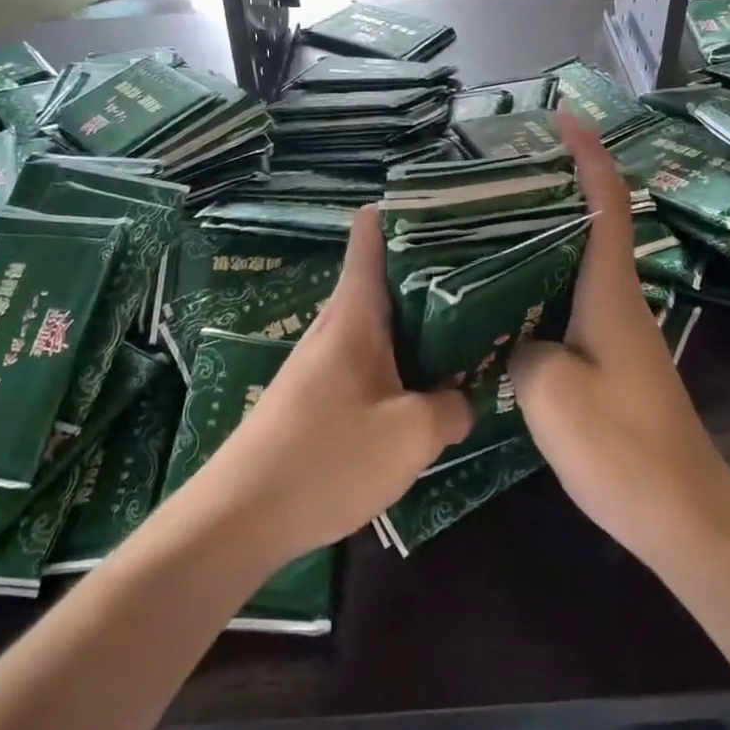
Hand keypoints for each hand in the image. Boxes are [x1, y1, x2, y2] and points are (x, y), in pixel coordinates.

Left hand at [193, 208, 472, 561]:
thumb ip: (451, 408)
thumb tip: (462, 399)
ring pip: (381, 320)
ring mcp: (325, 359)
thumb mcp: (411, 435)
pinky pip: (370, 357)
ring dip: (421, 321)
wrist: (241, 517)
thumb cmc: (327, 459)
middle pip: (386, 276)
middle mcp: (337, 324)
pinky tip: (429, 383)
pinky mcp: (319, 392)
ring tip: (471, 326)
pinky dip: (403, 358)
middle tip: (487, 273)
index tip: (451, 212)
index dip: (406, 213)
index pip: (371, 235)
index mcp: (356, 313)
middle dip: (433, 270)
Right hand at [510, 116, 729, 567]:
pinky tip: (505, 301)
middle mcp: (618, 300)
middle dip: (558, 186)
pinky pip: (571, 303)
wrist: (681, 515)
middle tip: (503, 173)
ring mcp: (617, 333)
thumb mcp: (550, 390)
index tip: (565, 117)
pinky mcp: (610, 361)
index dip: (588, 155)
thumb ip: (522, 347)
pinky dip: (542, 286)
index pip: (605, 203)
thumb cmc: (620, 445)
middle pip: (592, 224)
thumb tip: (517, 337)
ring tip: (491, 226)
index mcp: (610, 292)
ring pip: (579, 265)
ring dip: (545, 238)